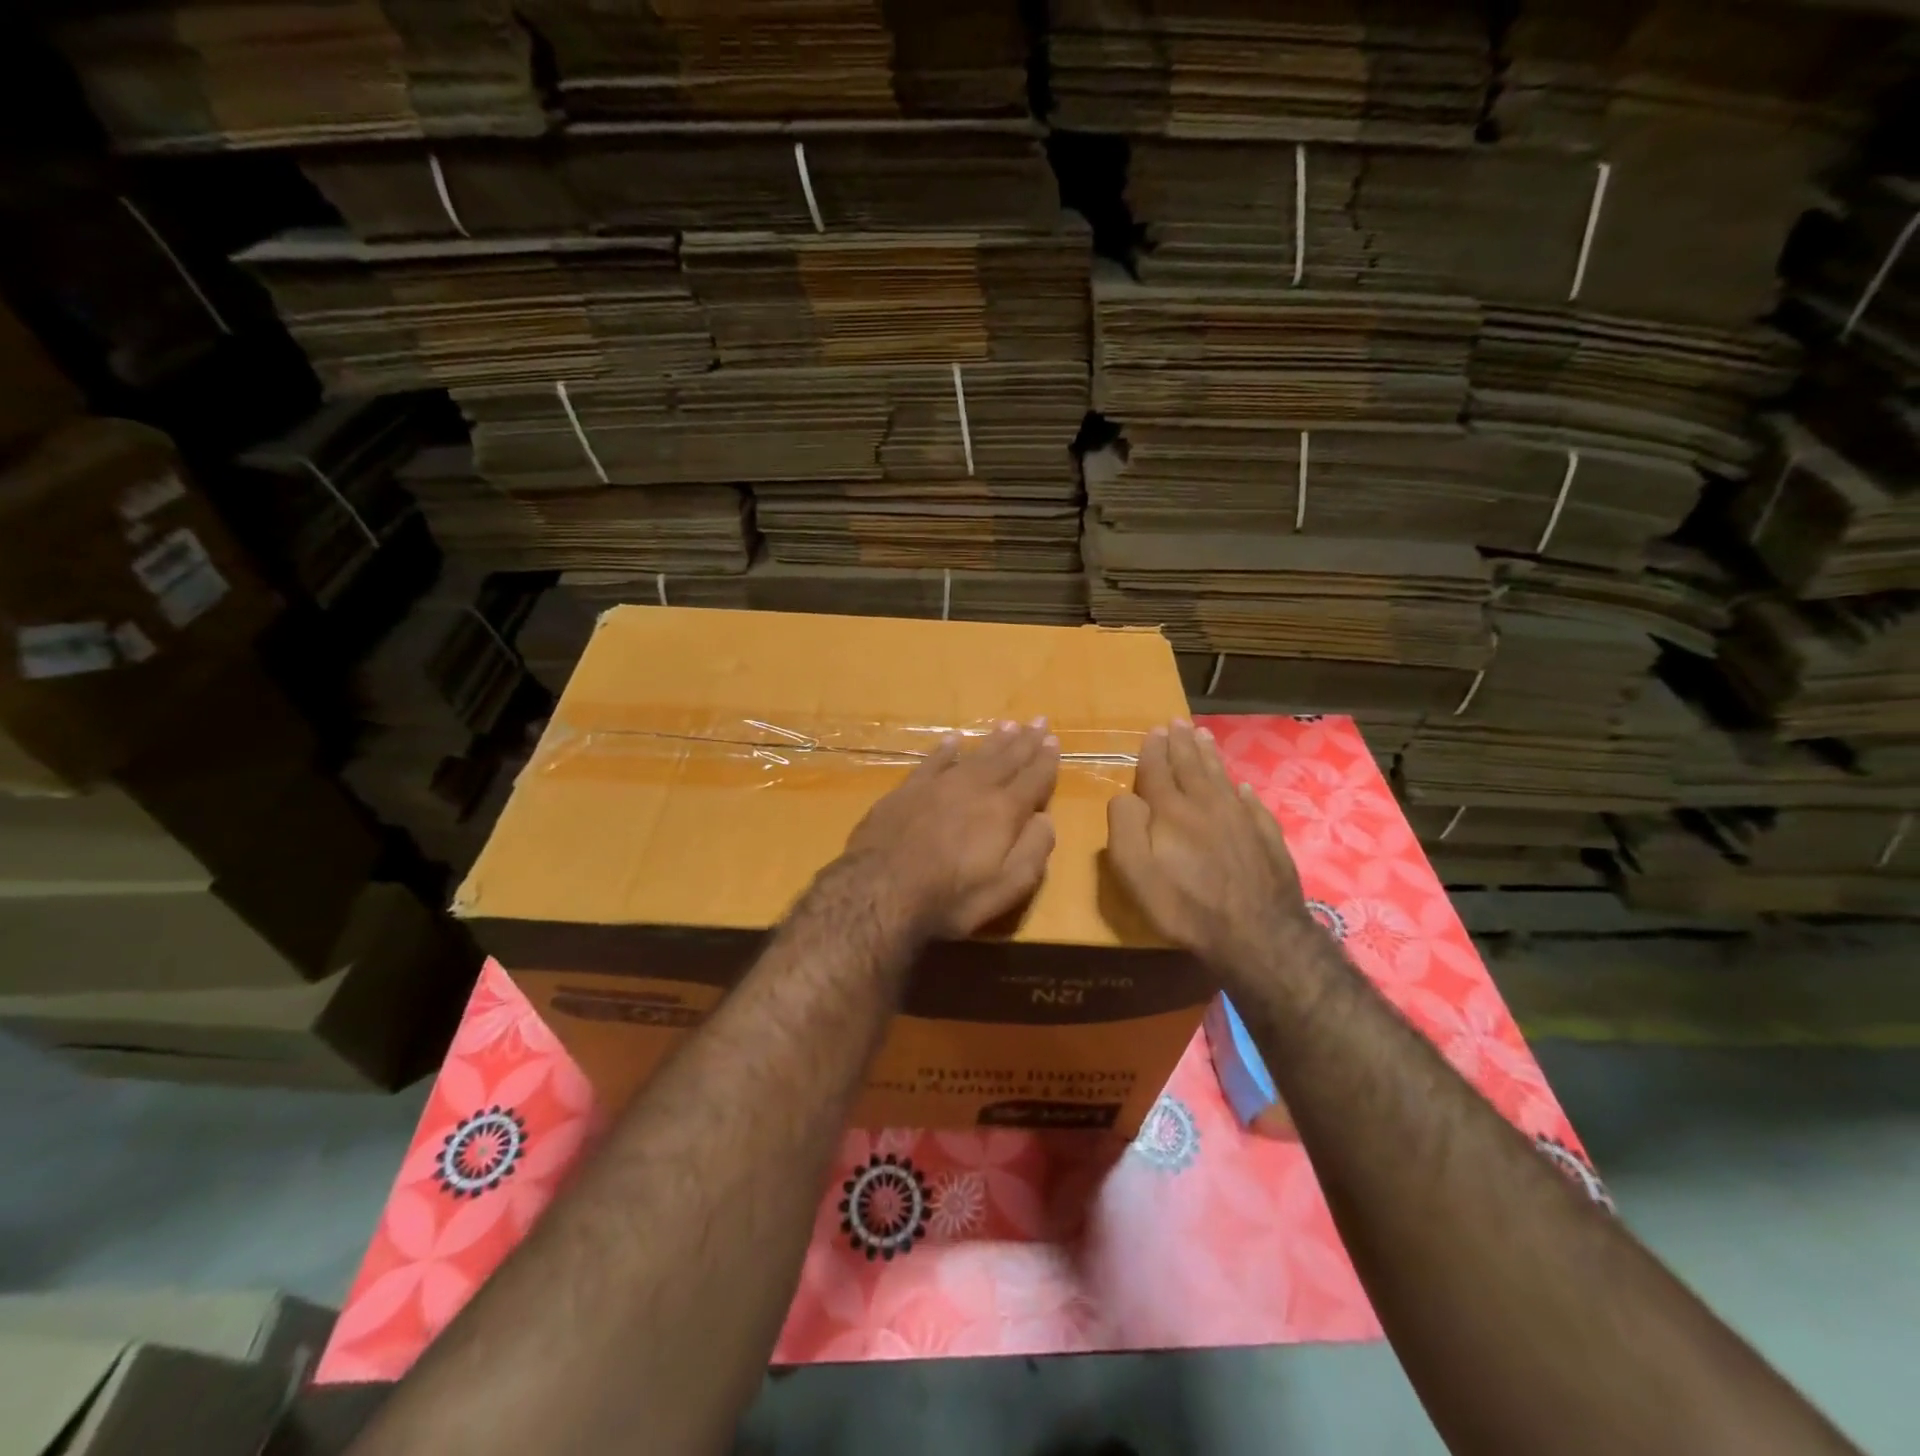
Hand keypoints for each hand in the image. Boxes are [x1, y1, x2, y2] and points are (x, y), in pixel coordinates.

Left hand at [843, 720, 1059, 937]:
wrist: (880, 890)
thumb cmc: (950, 897)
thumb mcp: (1006, 887)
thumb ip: (1033, 850)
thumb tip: (1047, 819)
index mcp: (1003, 811)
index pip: (1033, 779)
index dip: (1046, 761)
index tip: (1054, 741)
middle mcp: (975, 788)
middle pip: (1006, 759)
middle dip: (1025, 741)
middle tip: (1039, 721)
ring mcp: (938, 785)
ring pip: (974, 755)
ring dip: (994, 740)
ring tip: (1008, 725)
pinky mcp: (907, 790)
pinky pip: (933, 761)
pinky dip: (946, 749)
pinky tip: (953, 740)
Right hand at [1106, 720, 1311, 975]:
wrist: (1257, 935)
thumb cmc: (1185, 906)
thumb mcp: (1135, 872)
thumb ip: (1124, 828)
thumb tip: (1124, 796)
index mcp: (1172, 811)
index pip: (1159, 771)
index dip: (1154, 751)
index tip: (1154, 731)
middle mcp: (1207, 805)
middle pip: (1192, 766)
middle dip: (1182, 743)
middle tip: (1177, 722)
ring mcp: (1241, 819)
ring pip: (1222, 777)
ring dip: (1210, 755)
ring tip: (1203, 736)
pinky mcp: (1267, 838)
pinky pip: (1252, 804)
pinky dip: (1242, 791)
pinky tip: (1241, 787)